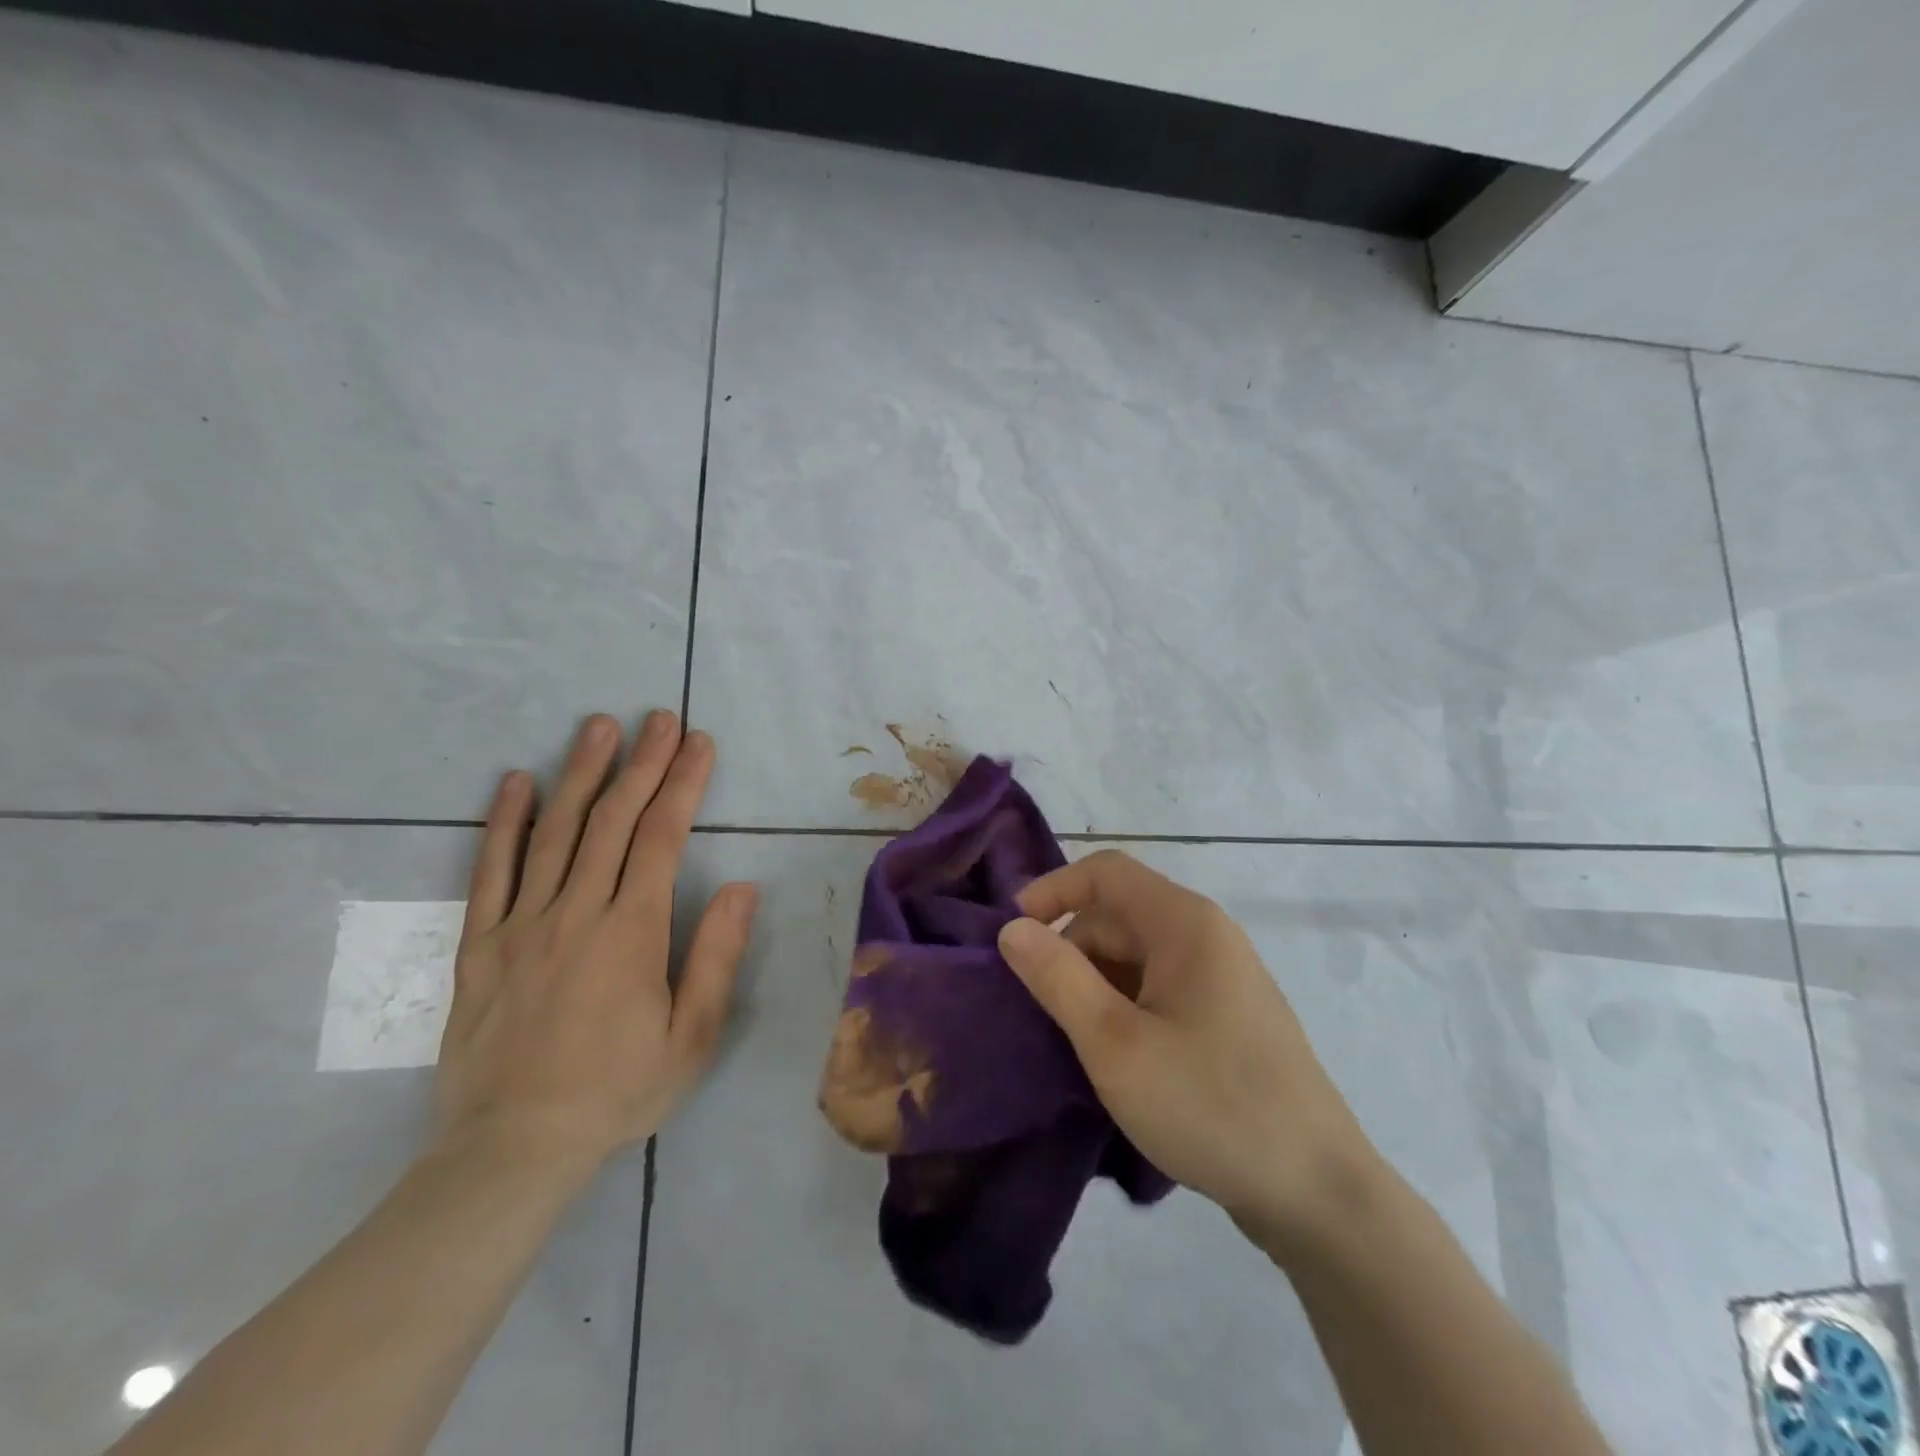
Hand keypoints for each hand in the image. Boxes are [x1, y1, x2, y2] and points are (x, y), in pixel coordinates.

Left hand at [434, 710, 757, 1181]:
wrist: (510, 1149)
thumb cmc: (616, 1090)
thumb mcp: (690, 1037)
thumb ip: (716, 956)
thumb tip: (741, 886)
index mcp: (631, 932)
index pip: (661, 837)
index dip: (683, 784)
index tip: (699, 743)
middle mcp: (575, 912)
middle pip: (612, 820)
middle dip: (641, 763)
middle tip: (659, 717)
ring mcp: (521, 924)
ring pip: (554, 832)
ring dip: (580, 773)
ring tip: (598, 726)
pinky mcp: (480, 944)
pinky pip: (490, 871)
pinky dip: (504, 822)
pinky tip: (516, 782)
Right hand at [997, 850, 1373, 1254]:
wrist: (1318, 1194)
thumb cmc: (1209, 1104)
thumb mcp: (1115, 1043)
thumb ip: (1057, 977)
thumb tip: (1012, 928)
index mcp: (1185, 923)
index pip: (1105, 872)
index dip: (1052, 890)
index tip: (1011, 935)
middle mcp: (1207, 936)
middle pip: (1119, 916)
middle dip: (1070, 950)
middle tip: (1037, 1009)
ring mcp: (1223, 977)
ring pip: (1137, 956)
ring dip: (1095, 984)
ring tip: (1070, 1039)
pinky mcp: (1228, 1017)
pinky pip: (1160, 988)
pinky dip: (1124, 1006)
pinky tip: (1113, 1056)